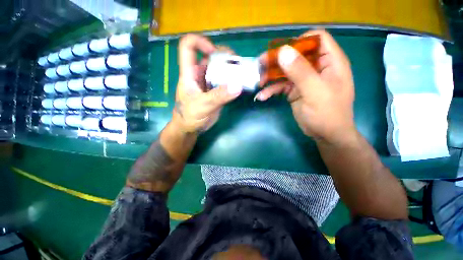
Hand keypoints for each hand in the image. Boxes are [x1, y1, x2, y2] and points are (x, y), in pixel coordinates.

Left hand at [173, 34, 241, 133]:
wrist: (190, 128)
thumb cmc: (189, 116)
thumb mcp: (202, 106)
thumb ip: (218, 96)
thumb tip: (237, 86)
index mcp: (189, 73)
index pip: (188, 47)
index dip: (200, 42)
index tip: (215, 52)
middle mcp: (199, 75)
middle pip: (210, 56)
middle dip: (224, 56)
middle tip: (238, 63)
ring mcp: (208, 83)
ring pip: (219, 69)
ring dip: (230, 69)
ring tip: (243, 72)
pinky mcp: (215, 92)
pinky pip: (224, 82)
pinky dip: (232, 81)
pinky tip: (240, 84)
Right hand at [256, 30, 355, 143]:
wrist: (325, 134)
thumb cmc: (327, 113)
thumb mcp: (315, 92)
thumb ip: (300, 71)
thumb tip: (283, 51)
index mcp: (330, 62)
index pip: (316, 39)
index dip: (299, 41)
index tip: (281, 52)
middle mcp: (316, 67)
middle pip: (295, 55)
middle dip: (277, 60)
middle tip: (260, 66)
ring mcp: (304, 79)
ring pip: (285, 71)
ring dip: (271, 77)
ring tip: (259, 84)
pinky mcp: (294, 90)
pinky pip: (281, 86)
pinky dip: (271, 90)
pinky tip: (262, 96)